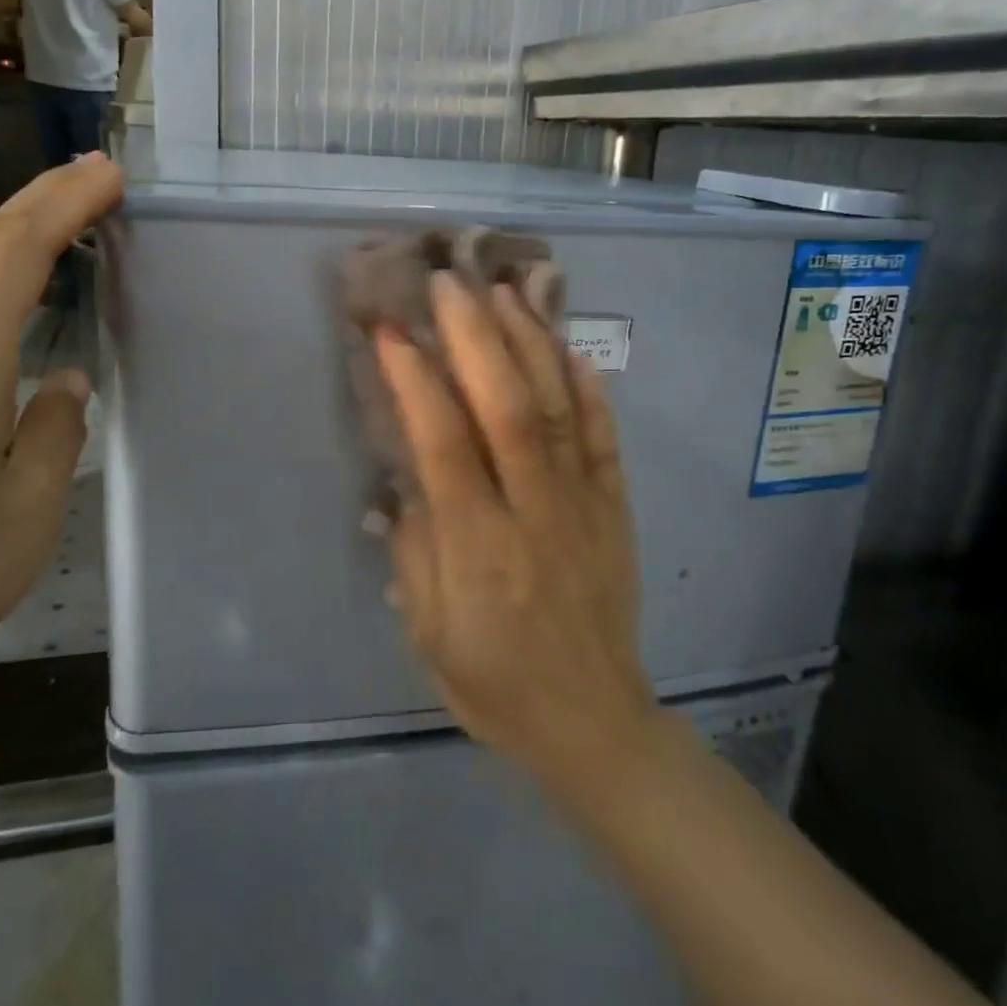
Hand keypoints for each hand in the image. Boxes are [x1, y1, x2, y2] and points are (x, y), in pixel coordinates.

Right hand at [375, 272, 658, 786]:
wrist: (594, 723)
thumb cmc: (494, 684)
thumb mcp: (427, 632)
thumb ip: (412, 549)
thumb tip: (404, 478)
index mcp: (478, 548)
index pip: (443, 443)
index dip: (415, 380)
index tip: (391, 331)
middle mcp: (533, 512)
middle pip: (505, 406)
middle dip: (474, 336)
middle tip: (448, 281)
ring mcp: (583, 504)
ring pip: (557, 407)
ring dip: (528, 342)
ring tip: (503, 291)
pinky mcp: (615, 508)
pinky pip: (604, 437)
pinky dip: (588, 387)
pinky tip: (569, 347)